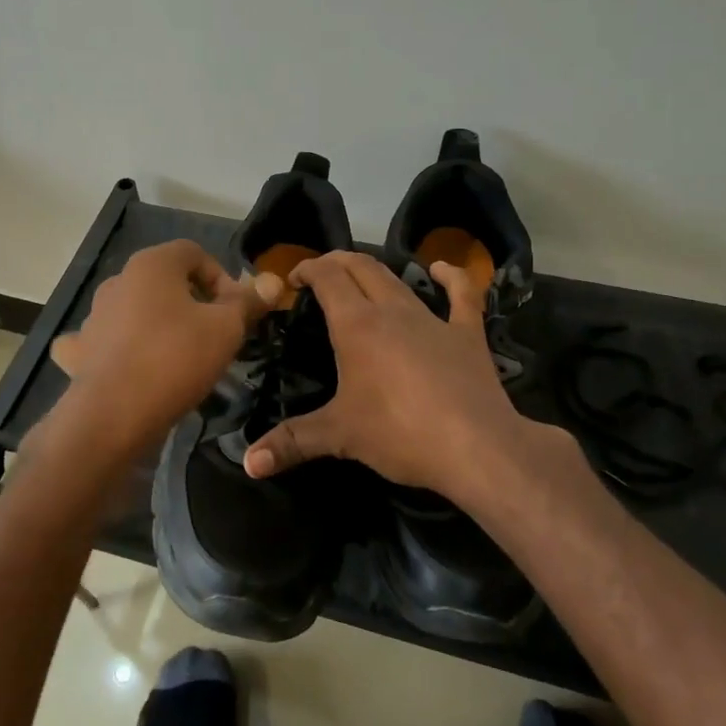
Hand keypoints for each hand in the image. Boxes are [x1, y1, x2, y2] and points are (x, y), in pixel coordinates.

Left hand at [47, 240, 278, 462]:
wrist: (114, 414)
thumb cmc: (176, 358)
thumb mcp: (226, 329)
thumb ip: (248, 302)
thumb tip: (272, 282)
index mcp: (152, 264)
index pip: (195, 253)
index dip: (222, 278)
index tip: (236, 311)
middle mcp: (118, 280)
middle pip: (166, 281)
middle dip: (194, 302)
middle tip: (215, 335)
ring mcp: (95, 315)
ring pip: (138, 309)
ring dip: (161, 323)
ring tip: (182, 357)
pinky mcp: (81, 349)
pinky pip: (107, 340)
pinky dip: (121, 347)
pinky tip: (133, 366)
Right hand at [242, 251, 544, 507]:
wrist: (476, 447)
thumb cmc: (400, 433)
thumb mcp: (339, 436)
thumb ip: (291, 442)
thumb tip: (249, 462)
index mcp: (357, 325)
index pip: (327, 277)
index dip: (308, 269)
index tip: (293, 280)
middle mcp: (392, 310)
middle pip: (361, 268)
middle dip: (336, 262)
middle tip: (320, 274)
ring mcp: (433, 319)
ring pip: (399, 280)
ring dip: (375, 272)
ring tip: (360, 277)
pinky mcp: (467, 334)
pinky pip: (462, 294)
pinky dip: (451, 277)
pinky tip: (441, 270)